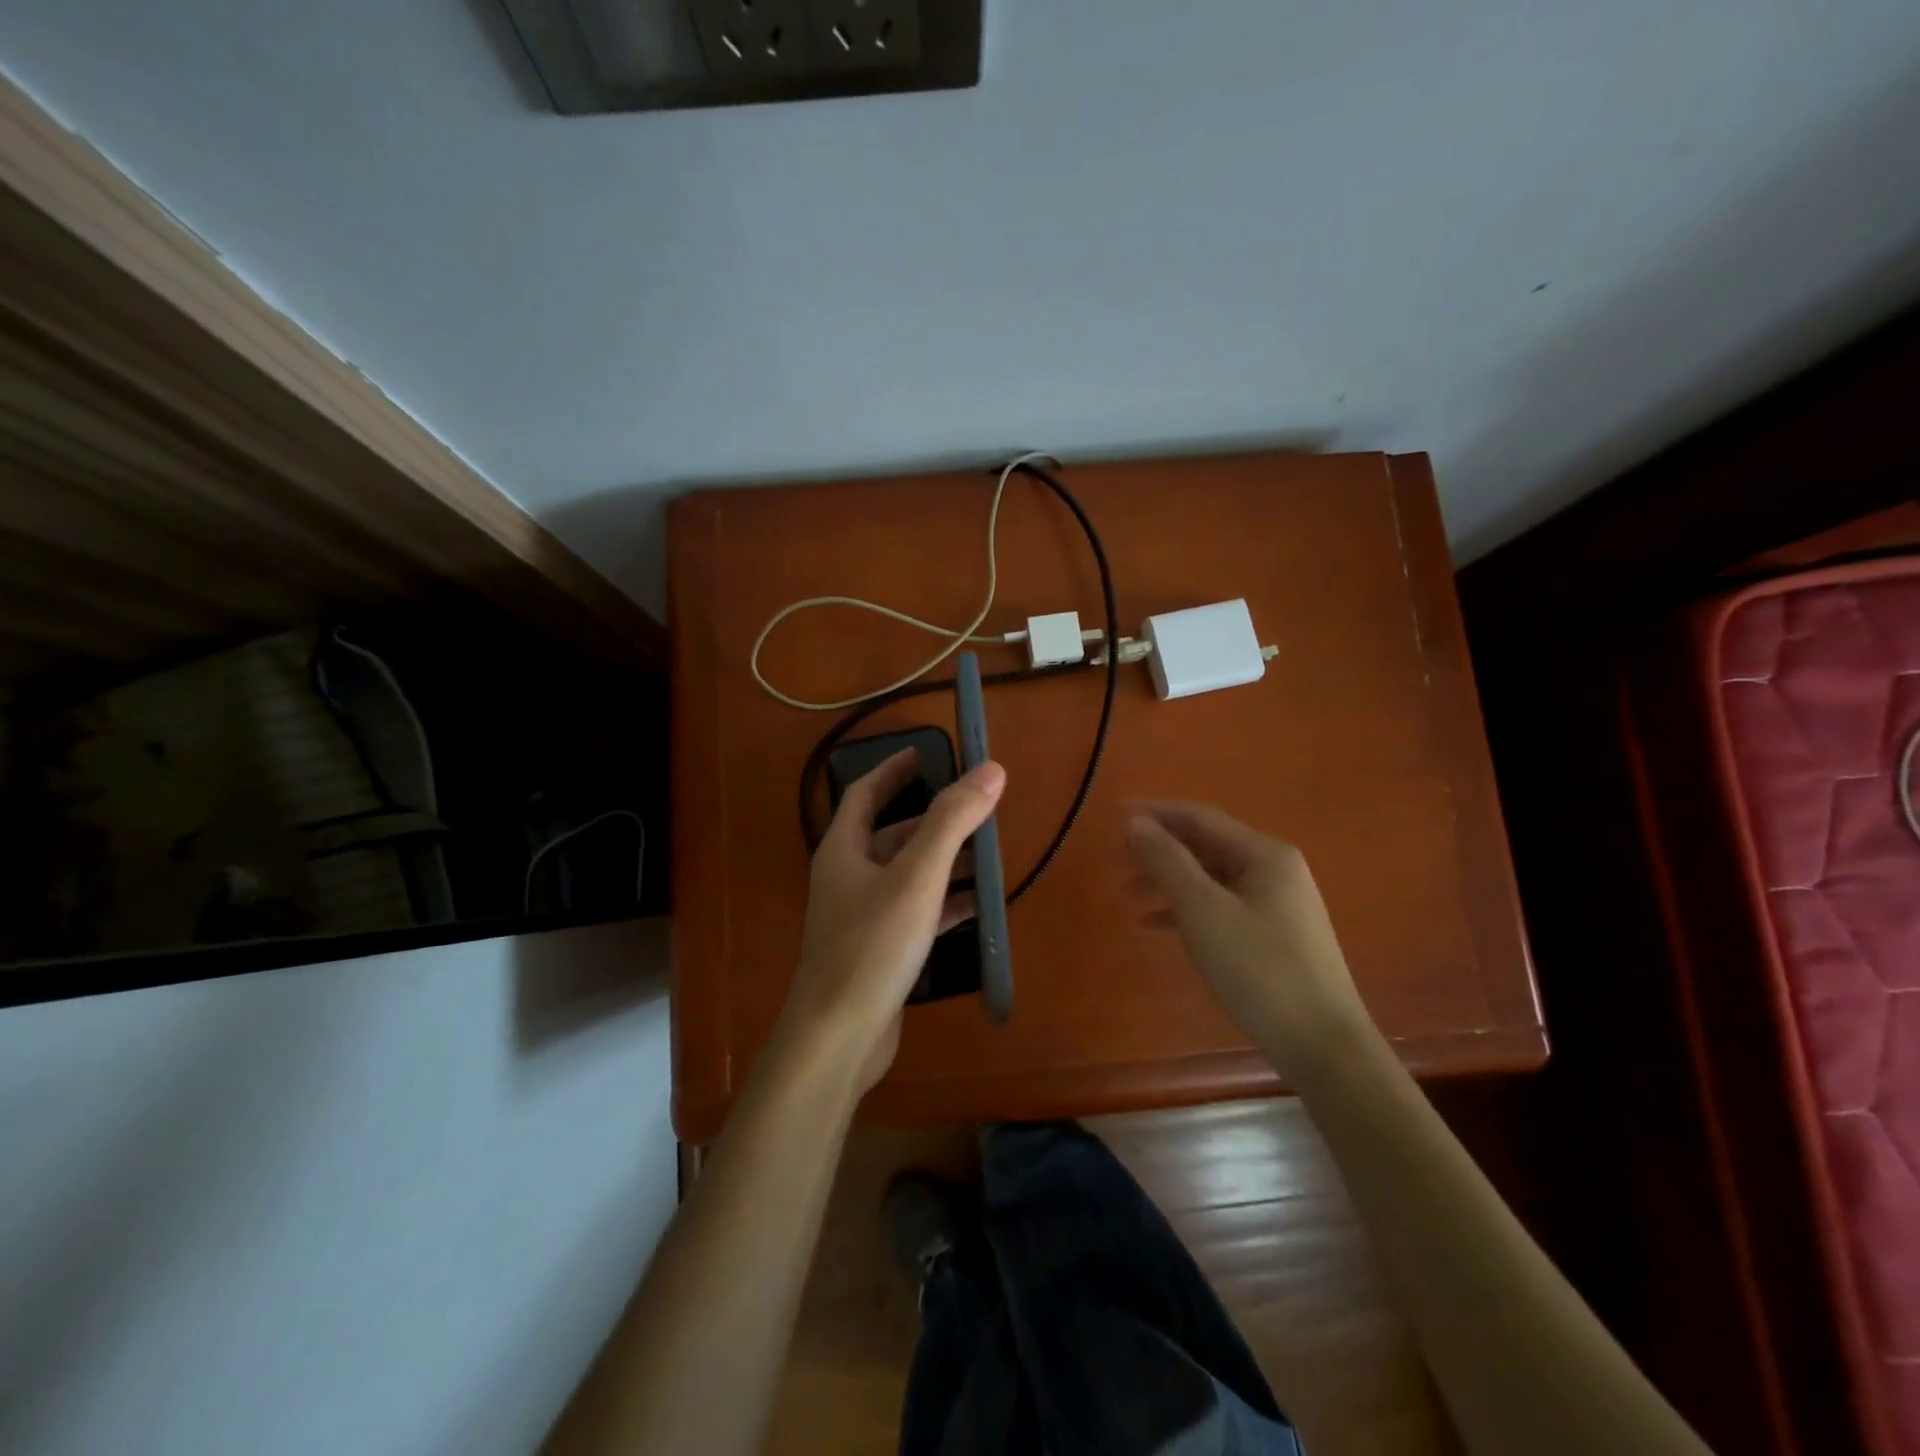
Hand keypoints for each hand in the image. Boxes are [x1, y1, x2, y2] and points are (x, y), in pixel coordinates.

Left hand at [781, 748, 1006, 1090]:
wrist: (838, 1038)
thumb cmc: (871, 946)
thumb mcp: (917, 877)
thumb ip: (952, 822)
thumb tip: (990, 770)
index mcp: (844, 849)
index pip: (865, 793)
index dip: (894, 769)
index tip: (928, 752)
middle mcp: (849, 876)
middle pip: (894, 835)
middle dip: (936, 821)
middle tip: (979, 810)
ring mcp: (863, 916)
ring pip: (909, 875)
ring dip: (946, 863)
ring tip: (991, 856)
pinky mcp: (880, 949)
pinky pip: (917, 912)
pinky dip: (945, 903)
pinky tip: (980, 907)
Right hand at [1127, 801, 1370, 1077]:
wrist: (1322, 1046)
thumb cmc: (1260, 969)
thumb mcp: (1204, 910)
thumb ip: (1168, 861)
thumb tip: (1136, 823)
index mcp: (1264, 854)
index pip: (1200, 818)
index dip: (1155, 814)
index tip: (1113, 817)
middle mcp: (1273, 870)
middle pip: (1204, 846)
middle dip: (1158, 850)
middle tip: (1114, 859)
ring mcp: (1275, 905)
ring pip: (1209, 879)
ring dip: (1167, 881)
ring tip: (1126, 892)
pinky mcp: (1271, 937)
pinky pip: (1219, 908)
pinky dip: (1185, 910)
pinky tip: (1154, 925)